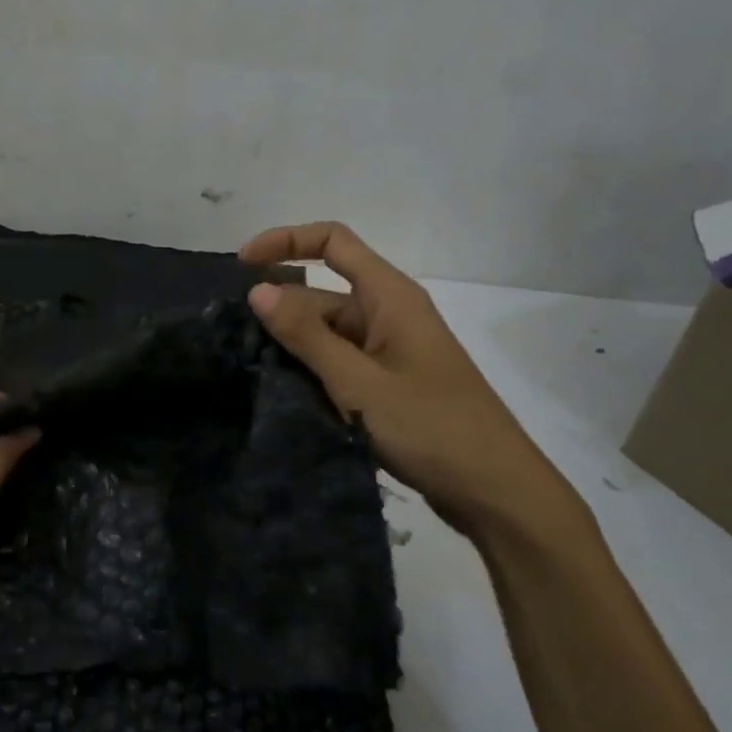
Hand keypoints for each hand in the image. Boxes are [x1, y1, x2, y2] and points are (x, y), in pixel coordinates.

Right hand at [240, 222, 588, 542]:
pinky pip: (338, 364)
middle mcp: (388, 315)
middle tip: (236, 343)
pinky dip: (311, 372)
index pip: (333, 242)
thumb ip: (307, 336)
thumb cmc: (432, 427)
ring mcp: (388, 352)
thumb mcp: (359, 382)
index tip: (242, 266)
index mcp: (389, 297)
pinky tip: (281, 395)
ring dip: (292, 347)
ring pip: (327, 333)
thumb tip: (258, 291)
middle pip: (322, 293)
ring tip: (250, 372)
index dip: (286, 241)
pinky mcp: (387, 385)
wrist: (495, 491)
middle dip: (281, 310)